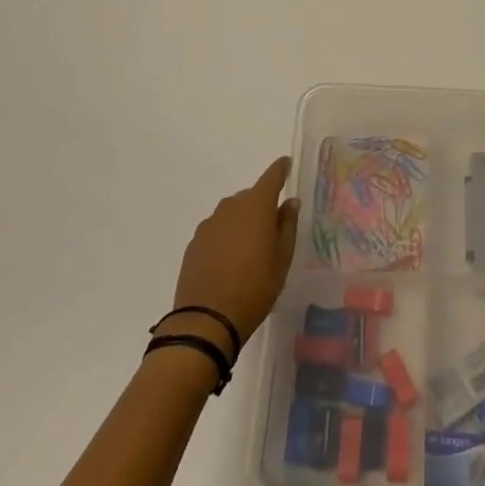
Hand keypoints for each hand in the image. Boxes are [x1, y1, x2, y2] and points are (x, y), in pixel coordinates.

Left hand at [161, 157, 299, 357]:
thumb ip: (287, 225)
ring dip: (242, 222)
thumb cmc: (255, 287)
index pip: (272, 176)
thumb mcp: (282, 258)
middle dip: (261, 205)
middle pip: (250, 196)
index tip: (286, 164)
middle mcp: (231, 206)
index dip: (281, 169)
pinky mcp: (195, 243)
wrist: (207, 320)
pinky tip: (228, 261)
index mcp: (257, 205)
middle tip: (271, 229)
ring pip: (232, 213)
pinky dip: (225, 237)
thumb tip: (290, 202)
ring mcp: (210, 224)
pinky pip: (216, 230)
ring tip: (248, 249)